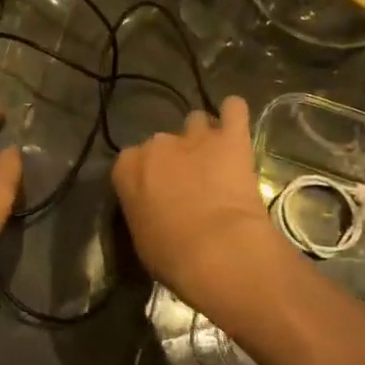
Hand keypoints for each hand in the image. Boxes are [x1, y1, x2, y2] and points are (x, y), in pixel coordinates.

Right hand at [112, 96, 293, 311]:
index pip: (131, 161)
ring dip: (203, 137)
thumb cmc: (172, 255)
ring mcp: (195, 136)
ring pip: (196, 121)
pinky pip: (234, 109)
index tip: (157, 194)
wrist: (218, 251)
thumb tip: (155, 209)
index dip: (146, 177)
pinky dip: (234, 113)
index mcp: (128, 167)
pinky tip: (235, 125)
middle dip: (175, 158)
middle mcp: (157, 143)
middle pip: (163, 142)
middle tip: (190, 184)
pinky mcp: (231, 137)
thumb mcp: (141, 237)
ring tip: (214, 158)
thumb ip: (143, 210)